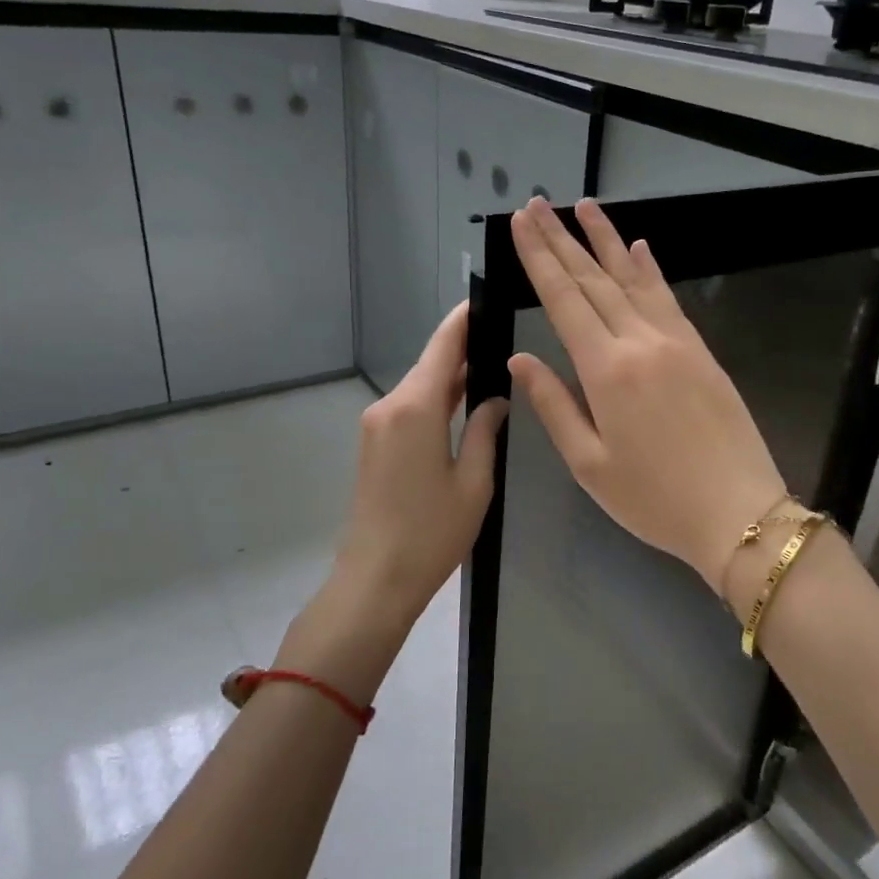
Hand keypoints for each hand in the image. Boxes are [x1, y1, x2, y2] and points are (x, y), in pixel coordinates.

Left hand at [324, 302, 508, 634]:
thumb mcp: (473, 482)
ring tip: (492, 368)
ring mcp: (376, 426)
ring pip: (420, 388)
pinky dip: (435, 401)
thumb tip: (495, 399)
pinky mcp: (373, 445)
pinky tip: (463, 404)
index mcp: (415, 408)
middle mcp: (389, 406)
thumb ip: (484, 430)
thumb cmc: (431, 533)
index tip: (484, 299)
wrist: (374, 580)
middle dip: (463, 350)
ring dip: (451, 378)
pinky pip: (409, 410)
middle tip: (504, 338)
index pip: (442, 346)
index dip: (463, 320)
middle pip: (430, 365)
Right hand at [507, 197, 787, 591]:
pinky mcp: (701, 351)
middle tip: (537, 204)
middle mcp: (640, 342)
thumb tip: (520, 360)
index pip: (563, 300)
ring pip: (633, 279)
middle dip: (561, 240)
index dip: (538, 258)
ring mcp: (676, 342)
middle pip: (593, 280)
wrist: (739, 513)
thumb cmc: (654, 499)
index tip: (520, 222)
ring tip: (584, 207)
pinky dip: (649, 269)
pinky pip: (668, 298)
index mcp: (606, 370)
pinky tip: (640, 247)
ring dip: (605, 240)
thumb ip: (554, 405)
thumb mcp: (590, 464)